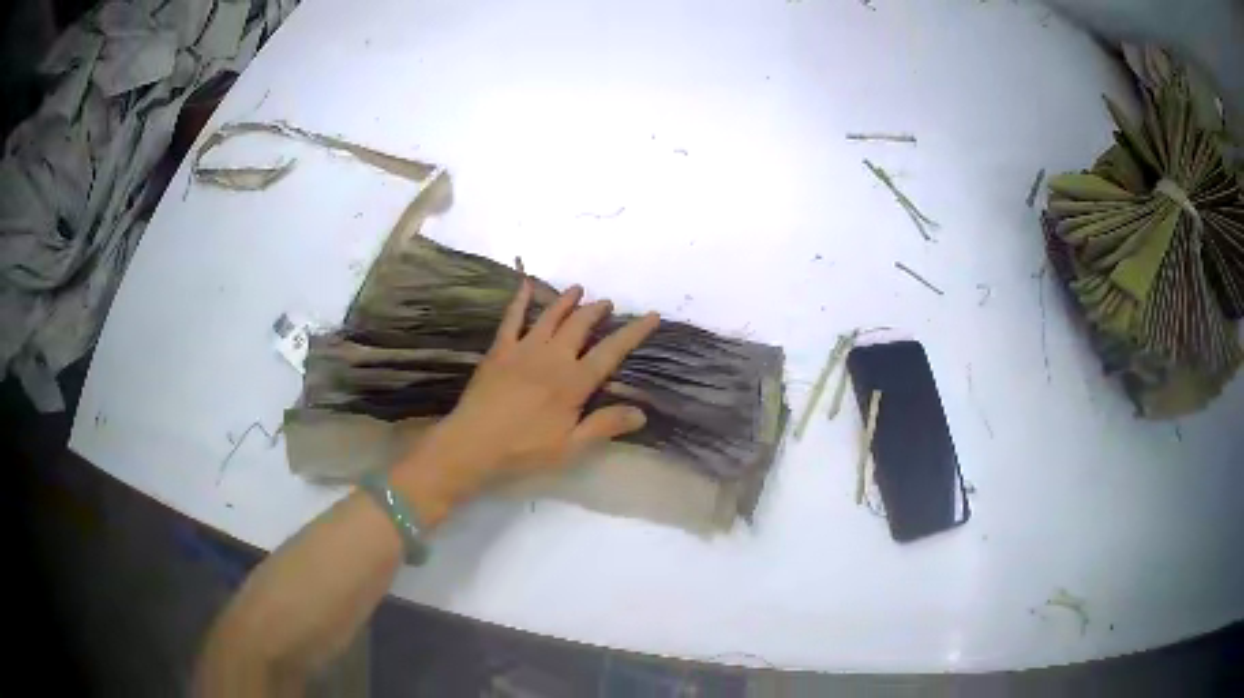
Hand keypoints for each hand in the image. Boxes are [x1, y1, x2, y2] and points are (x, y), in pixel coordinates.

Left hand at [392, 281, 659, 523]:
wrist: (472, 444)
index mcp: (573, 382)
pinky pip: (512, 318)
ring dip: (566, 301)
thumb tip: (641, 412)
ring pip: (550, 316)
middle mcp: (552, 357)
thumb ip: (605, 426)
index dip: (633, 332)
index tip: (651, 315)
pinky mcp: (500, 350)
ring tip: (579, 289)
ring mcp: (523, 349)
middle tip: (607, 303)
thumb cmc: (524, 450)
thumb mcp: (570, 447)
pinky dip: (520, 299)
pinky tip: (526, 284)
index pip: (611, 351)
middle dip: (597, 311)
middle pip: (580, 326)